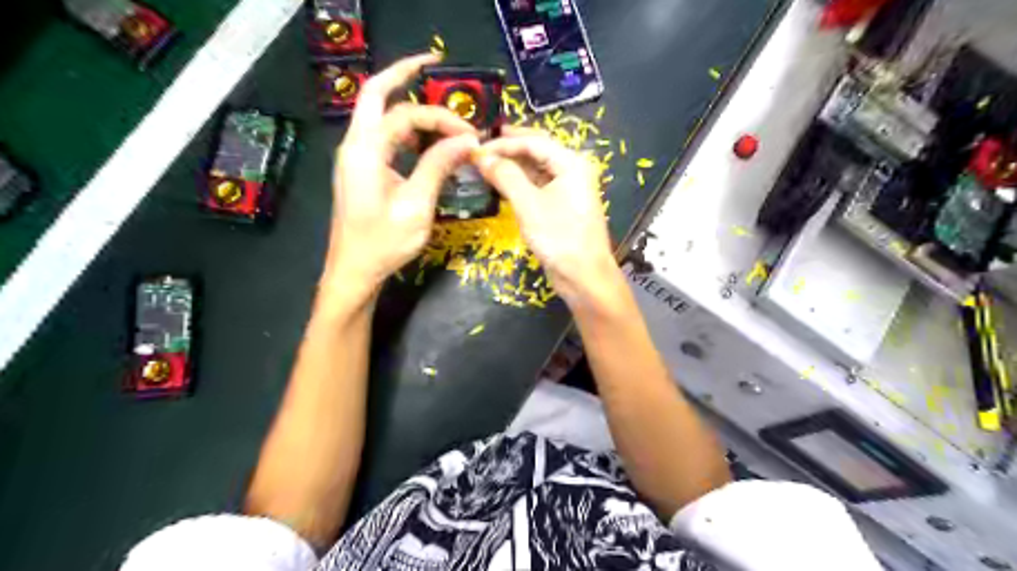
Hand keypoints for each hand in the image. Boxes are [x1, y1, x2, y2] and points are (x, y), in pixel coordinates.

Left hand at [327, 54, 482, 294]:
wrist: (354, 272)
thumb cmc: (383, 244)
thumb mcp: (417, 206)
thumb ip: (439, 167)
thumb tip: (468, 140)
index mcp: (365, 151)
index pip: (405, 115)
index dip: (441, 119)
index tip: (470, 135)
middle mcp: (355, 145)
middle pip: (375, 93)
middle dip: (403, 74)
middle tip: (433, 63)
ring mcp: (355, 157)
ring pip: (378, 114)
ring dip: (406, 105)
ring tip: (439, 110)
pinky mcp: (361, 170)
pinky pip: (382, 137)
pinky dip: (404, 131)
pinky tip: (426, 142)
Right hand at [475, 128, 616, 299]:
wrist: (583, 276)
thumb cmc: (559, 237)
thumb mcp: (528, 204)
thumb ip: (505, 176)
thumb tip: (483, 157)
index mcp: (571, 163)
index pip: (534, 142)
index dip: (503, 142)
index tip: (477, 148)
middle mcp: (572, 170)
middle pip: (537, 151)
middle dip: (509, 149)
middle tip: (480, 148)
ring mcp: (568, 189)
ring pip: (536, 169)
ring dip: (512, 167)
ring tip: (485, 166)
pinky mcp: (562, 206)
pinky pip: (538, 186)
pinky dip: (520, 184)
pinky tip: (501, 185)